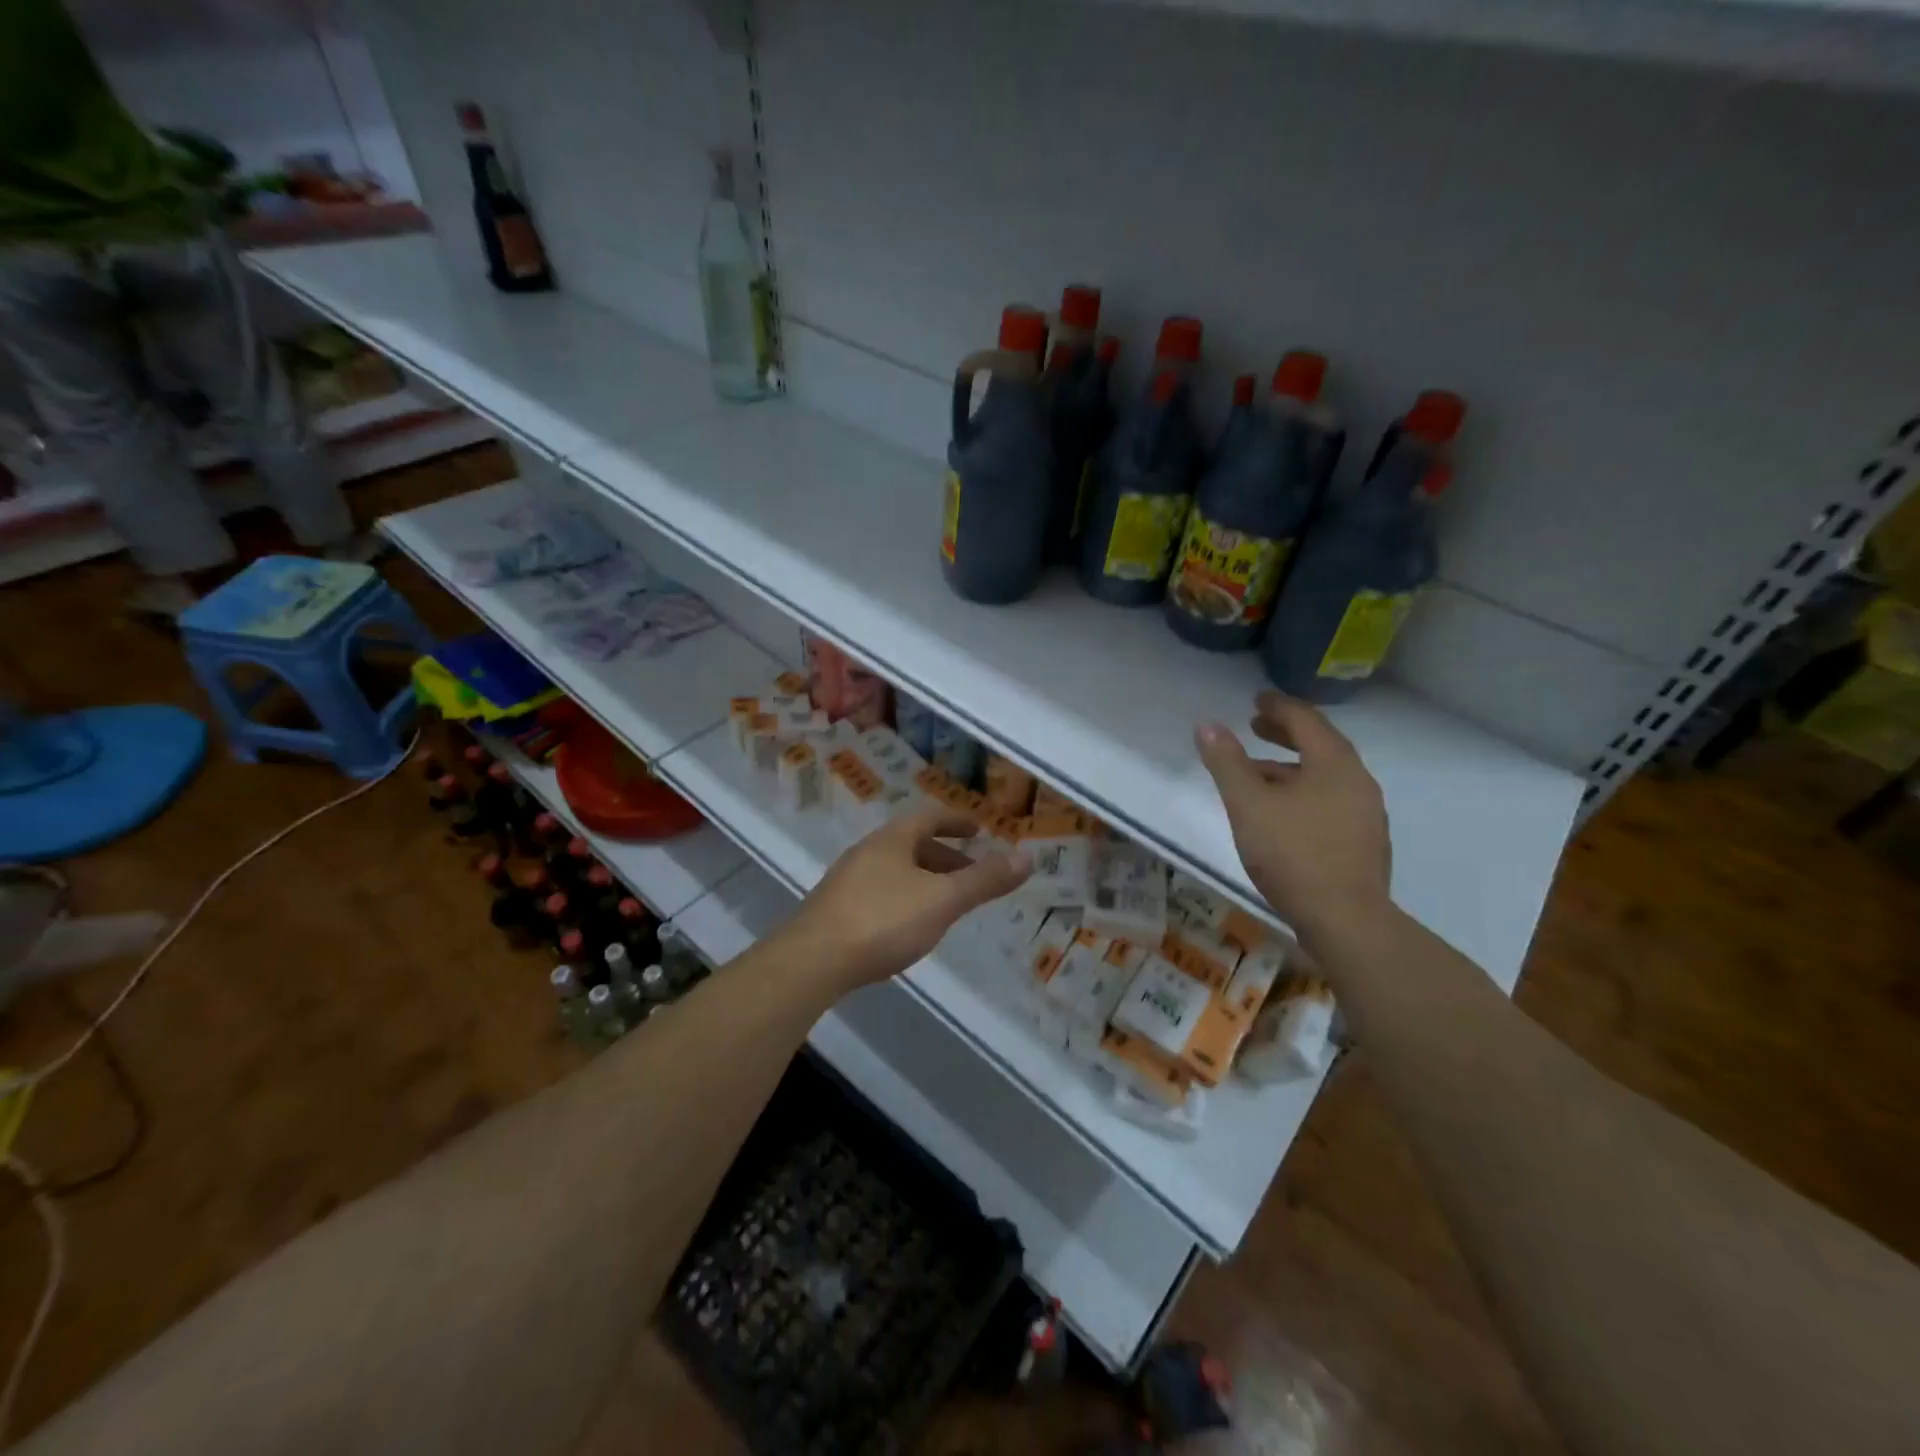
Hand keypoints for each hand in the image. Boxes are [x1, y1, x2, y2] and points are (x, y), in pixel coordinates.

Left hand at [783, 808, 1031, 993]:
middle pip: (911, 844)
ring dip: (923, 878)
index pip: (928, 817)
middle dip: (944, 855)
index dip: (956, 821)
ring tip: (945, 902)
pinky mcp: (834, 910)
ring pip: (894, 870)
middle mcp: (866, 852)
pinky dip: (903, 898)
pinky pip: (878, 892)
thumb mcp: (943, 900)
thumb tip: (1027, 857)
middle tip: (970, 872)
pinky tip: (907, 926)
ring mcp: (846, 881)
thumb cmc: (883, 921)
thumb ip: (984, 880)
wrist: (812, 961)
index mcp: (892, 840)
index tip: (977, 829)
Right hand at [1195, 691, 1390, 938]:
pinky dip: (1304, 792)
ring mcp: (1366, 814)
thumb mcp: (1248, 804)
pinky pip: (1331, 801)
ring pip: (1325, 776)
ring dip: (1292, 767)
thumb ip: (1227, 763)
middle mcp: (1358, 781)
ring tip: (1258, 775)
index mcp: (1334, 763)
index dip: (1278, 706)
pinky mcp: (1364, 843)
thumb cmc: (1293, 853)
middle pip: (1321, 745)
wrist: (1345, 920)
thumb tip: (1207, 725)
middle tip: (1255, 727)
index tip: (1257, 700)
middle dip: (1286, 733)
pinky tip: (1283, 816)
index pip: (1305, 720)